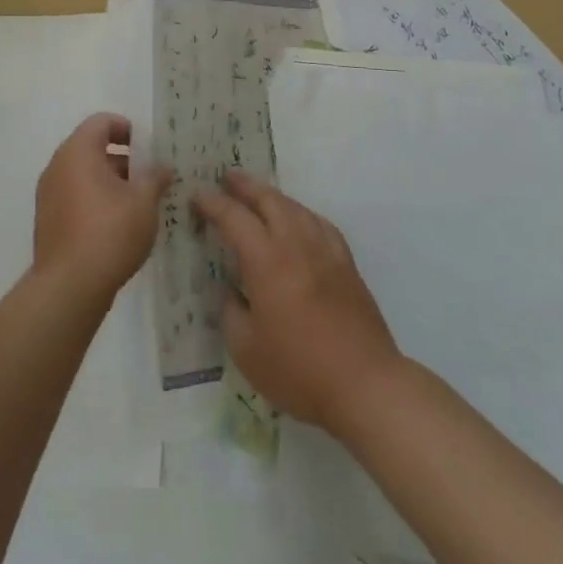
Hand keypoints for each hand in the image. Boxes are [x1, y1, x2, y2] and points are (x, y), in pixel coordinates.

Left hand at [33, 113, 171, 306]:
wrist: (69, 287)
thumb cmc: (110, 233)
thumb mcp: (144, 202)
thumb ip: (154, 178)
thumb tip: (162, 167)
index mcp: (78, 152)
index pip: (101, 122)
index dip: (126, 128)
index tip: (147, 147)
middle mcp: (57, 166)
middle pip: (90, 147)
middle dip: (121, 157)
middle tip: (148, 175)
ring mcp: (48, 194)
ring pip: (82, 173)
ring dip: (109, 180)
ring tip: (137, 201)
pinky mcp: (48, 219)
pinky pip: (73, 195)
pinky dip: (94, 198)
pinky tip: (117, 223)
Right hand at [193, 171, 400, 435]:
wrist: (366, 385)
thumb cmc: (299, 370)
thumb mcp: (246, 350)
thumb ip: (231, 312)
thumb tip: (229, 291)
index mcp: (266, 261)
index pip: (234, 218)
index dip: (213, 203)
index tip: (196, 195)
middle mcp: (296, 245)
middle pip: (269, 200)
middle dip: (245, 186)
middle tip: (227, 178)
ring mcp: (326, 252)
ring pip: (297, 208)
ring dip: (273, 196)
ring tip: (259, 195)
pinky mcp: (347, 265)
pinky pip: (320, 224)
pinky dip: (302, 213)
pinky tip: (300, 221)